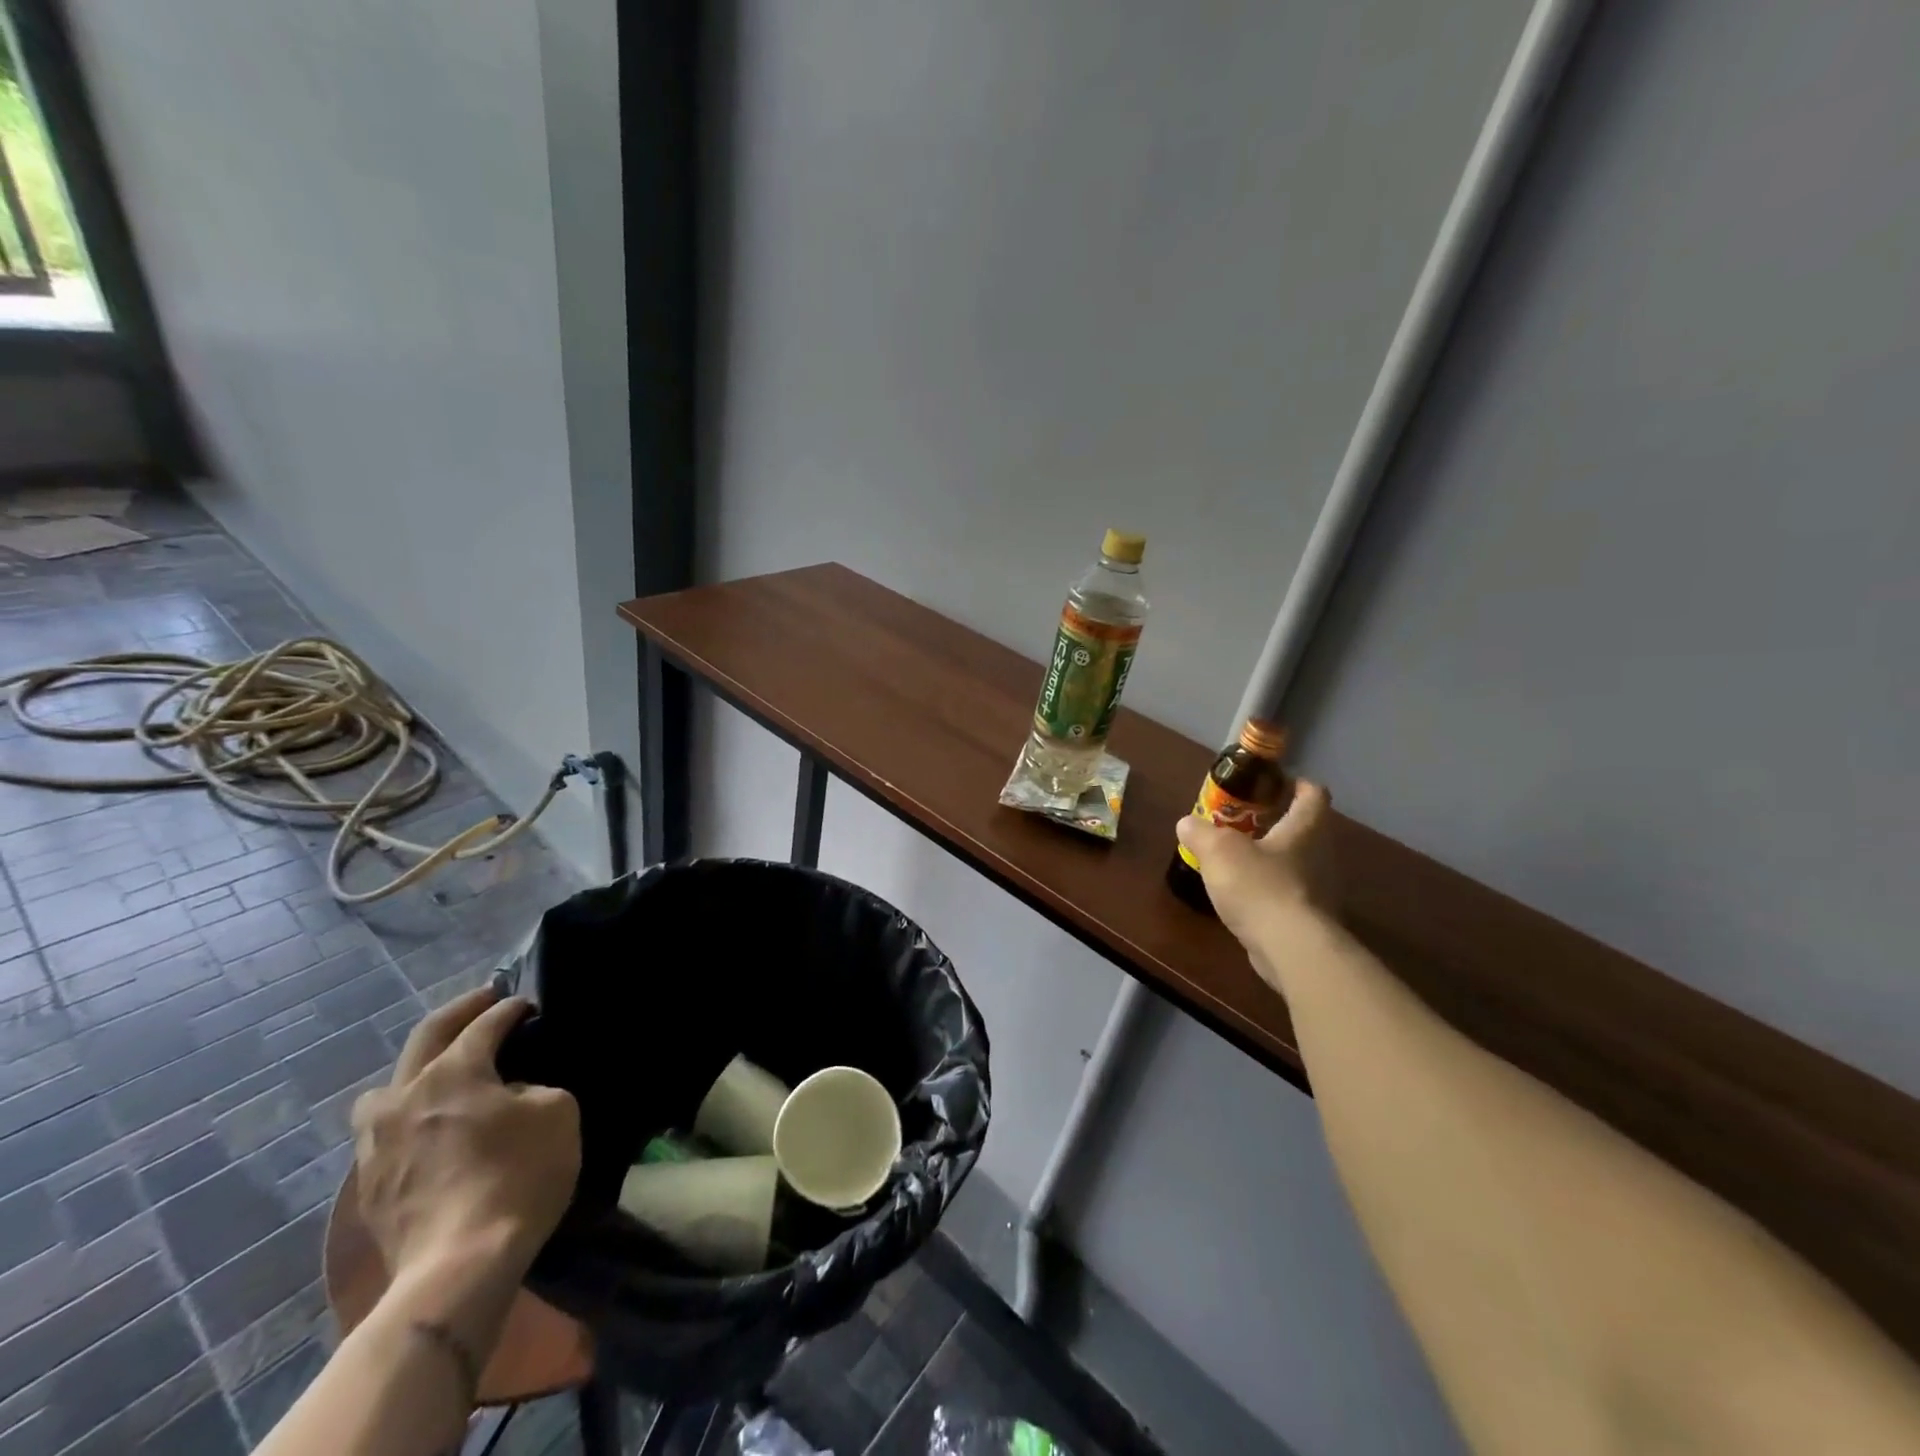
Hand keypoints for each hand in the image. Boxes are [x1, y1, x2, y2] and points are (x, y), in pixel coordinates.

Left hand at [351, 989, 579, 1344]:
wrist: (459, 1267)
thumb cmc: (518, 1176)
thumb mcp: (556, 1112)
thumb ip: (533, 1088)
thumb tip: (510, 1093)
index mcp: (452, 1071)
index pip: (485, 1023)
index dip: (512, 1008)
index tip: (530, 1004)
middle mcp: (405, 1095)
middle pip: (426, 1037)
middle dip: (460, 1013)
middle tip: (485, 1001)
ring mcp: (376, 1142)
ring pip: (386, 1088)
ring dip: (417, 1071)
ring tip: (443, 1076)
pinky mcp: (367, 1184)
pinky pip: (384, 1132)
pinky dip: (408, 1116)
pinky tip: (431, 1130)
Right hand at [1176, 779, 1337, 967]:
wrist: (1291, 949)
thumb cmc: (1260, 886)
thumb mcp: (1218, 850)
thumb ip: (1200, 832)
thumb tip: (1188, 823)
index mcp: (1306, 828)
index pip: (1314, 793)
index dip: (1296, 784)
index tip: (1272, 784)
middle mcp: (1321, 854)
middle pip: (1304, 829)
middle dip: (1275, 823)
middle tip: (1241, 824)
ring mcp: (1320, 890)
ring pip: (1296, 863)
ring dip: (1271, 859)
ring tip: (1236, 862)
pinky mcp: (1311, 920)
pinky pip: (1290, 895)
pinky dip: (1269, 891)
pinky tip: (1244, 899)